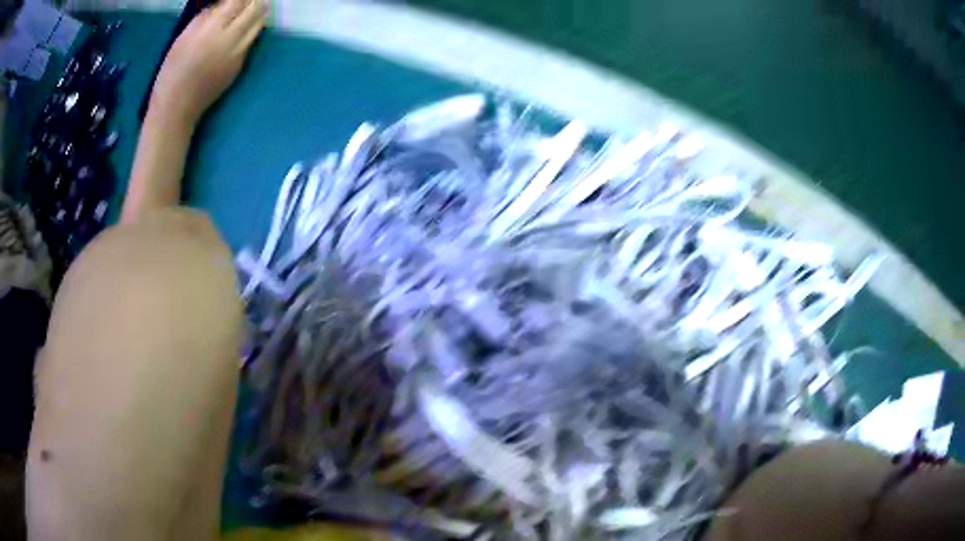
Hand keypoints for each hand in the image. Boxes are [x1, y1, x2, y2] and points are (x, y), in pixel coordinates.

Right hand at [150, 0, 268, 125]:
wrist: (176, 109)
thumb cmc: (172, 72)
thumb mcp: (183, 38)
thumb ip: (205, 17)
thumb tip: (223, 3)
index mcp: (212, 31)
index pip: (239, 1)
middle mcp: (231, 40)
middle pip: (256, 9)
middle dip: (253, 0)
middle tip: (244, 1)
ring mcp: (239, 54)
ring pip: (259, 24)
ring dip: (256, 13)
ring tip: (246, 10)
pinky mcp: (241, 65)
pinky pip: (251, 40)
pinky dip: (250, 29)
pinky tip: (239, 29)